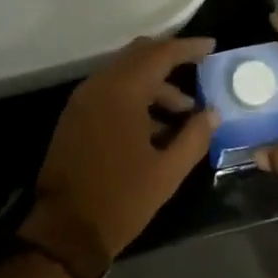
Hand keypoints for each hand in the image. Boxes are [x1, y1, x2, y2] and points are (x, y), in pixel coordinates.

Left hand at [24, 36, 219, 267]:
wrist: (65, 231)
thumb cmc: (120, 199)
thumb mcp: (167, 172)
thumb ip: (194, 137)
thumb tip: (212, 113)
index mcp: (122, 91)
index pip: (160, 54)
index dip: (188, 48)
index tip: (212, 46)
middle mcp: (99, 85)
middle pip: (139, 55)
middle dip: (170, 58)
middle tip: (199, 67)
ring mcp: (84, 99)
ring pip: (125, 73)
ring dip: (155, 83)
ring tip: (184, 111)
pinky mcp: (76, 116)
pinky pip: (110, 90)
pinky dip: (135, 95)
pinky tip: (156, 125)